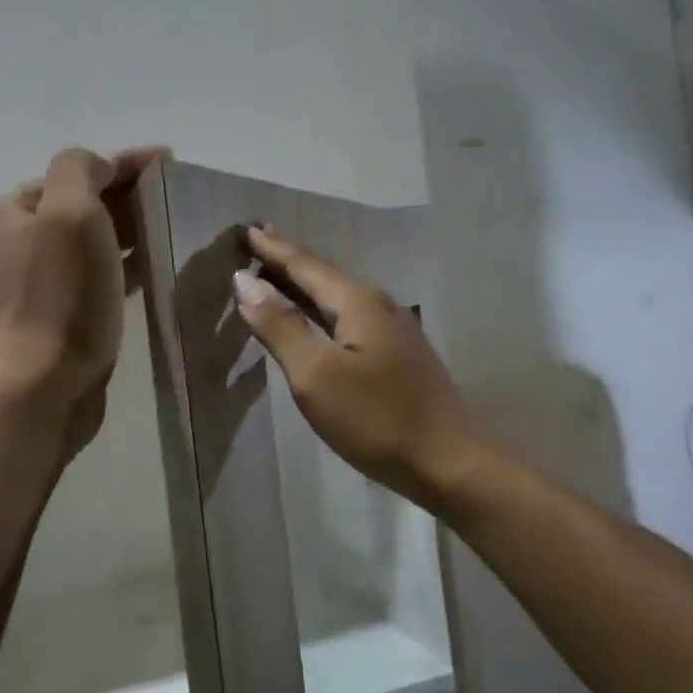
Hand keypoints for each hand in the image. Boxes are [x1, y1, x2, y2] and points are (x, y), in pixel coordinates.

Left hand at [0, 147, 165, 456]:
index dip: (124, 161)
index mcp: (13, 210)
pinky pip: (102, 272)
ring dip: (132, 227)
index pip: (75, 170)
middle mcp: (21, 240)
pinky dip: (127, 262)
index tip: (171, 162)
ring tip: (174, 223)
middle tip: (177, 194)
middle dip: (129, 194)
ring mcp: (42, 279)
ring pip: (96, 239)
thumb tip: (100, 168)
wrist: (46, 385)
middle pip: (84, 202)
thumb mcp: (69, 213)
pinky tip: (157, 262)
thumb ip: (80, 170)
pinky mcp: (65, 311)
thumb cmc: (60, 294)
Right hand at [235, 226, 475, 505]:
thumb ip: (280, 326)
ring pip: (338, 295)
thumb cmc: (374, 419)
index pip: (306, 265)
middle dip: (289, 259)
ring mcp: (394, 330)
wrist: (447, 463)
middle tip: (257, 243)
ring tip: (277, 274)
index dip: (273, 249)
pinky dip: (322, 308)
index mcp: (357, 302)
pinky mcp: (399, 354)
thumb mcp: (315, 375)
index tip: (247, 229)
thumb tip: (245, 282)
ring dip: (305, 283)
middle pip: (325, 275)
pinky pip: (350, 316)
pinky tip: (315, 318)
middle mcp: (379, 305)